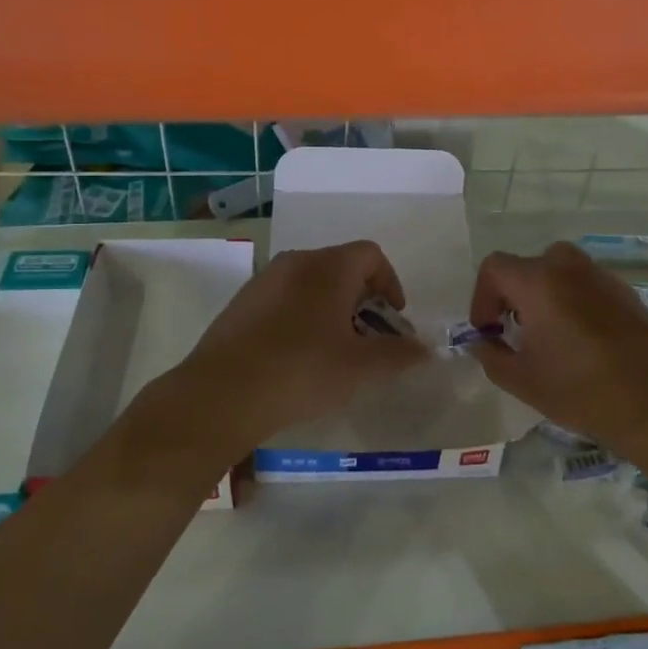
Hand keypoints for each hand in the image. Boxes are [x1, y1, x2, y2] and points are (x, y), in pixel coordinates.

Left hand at [174, 240, 427, 449]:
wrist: (223, 394)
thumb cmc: (302, 370)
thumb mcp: (360, 366)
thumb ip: (398, 354)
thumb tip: (425, 350)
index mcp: (328, 267)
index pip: (371, 254)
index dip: (390, 283)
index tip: (392, 320)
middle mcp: (295, 262)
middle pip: (341, 267)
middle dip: (362, 300)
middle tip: (367, 340)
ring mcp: (263, 280)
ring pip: (310, 284)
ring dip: (331, 309)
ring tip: (334, 352)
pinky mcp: (241, 303)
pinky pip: (284, 299)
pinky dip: (301, 317)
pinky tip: (298, 357)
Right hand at [468, 243, 647, 459]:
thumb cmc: (582, 392)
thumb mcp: (523, 381)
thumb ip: (491, 356)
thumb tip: (480, 342)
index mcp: (539, 282)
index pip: (494, 267)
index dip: (482, 297)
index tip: (489, 331)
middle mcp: (570, 268)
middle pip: (528, 265)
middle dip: (513, 294)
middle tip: (515, 330)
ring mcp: (603, 277)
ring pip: (560, 272)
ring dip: (544, 296)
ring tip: (548, 337)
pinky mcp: (627, 293)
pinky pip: (587, 285)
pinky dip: (573, 301)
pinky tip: (582, 342)